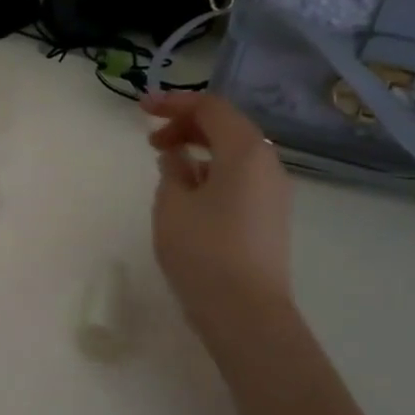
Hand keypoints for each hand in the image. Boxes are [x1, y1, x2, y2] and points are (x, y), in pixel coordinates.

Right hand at [144, 93, 293, 343]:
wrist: (245, 312)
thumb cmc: (203, 251)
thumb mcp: (173, 205)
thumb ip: (172, 171)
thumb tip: (177, 157)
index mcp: (246, 152)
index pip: (211, 108)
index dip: (175, 103)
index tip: (141, 109)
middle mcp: (268, 164)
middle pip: (227, 127)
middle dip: (186, 125)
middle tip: (151, 140)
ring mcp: (273, 192)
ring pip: (234, 154)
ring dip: (199, 149)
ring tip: (165, 165)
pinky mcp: (269, 216)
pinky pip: (239, 178)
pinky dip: (212, 171)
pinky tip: (187, 191)